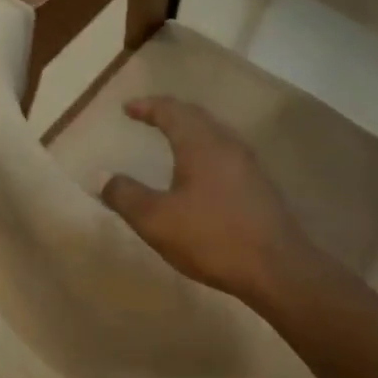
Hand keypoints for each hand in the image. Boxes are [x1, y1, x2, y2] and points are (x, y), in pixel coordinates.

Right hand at [101, 97, 313, 306]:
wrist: (277, 269)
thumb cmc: (212, 238)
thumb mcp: (156, 220)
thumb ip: (125, 195)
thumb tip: (100, 176)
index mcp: (201, 144)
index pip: (171, 111)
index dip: (147, 107)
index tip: (127, 108)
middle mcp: (227, 145)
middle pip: (196, 116)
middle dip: (169, 113)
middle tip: (148, 115)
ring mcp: (248, 164)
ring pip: (214, 134)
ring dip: (190, 130)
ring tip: (171, 138)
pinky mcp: (259, 186)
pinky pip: (225, 153)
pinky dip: (204, 149)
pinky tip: (199, 171)